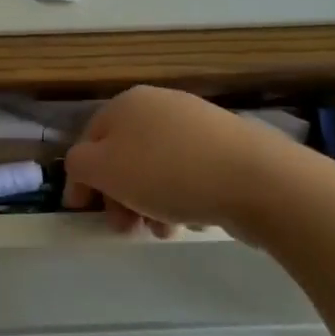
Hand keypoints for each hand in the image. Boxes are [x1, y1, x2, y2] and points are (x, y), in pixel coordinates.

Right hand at [63, 86, 315, 241]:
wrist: (256, 179)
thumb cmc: (167, 172)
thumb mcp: (104, 169)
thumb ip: (78, 166)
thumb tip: (83, 169)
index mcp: (125, 103)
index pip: (88, 140)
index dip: (80, 178)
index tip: (82, 213)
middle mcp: (158, 105)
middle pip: (122, 155)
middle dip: (117, 196)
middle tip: (124, 229)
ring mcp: (195, 123)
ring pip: (154, 167)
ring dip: (147, 202)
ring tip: (160, 232)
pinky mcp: (225, 146)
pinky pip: (187, 173)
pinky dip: (179, 197)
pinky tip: (188, 220)